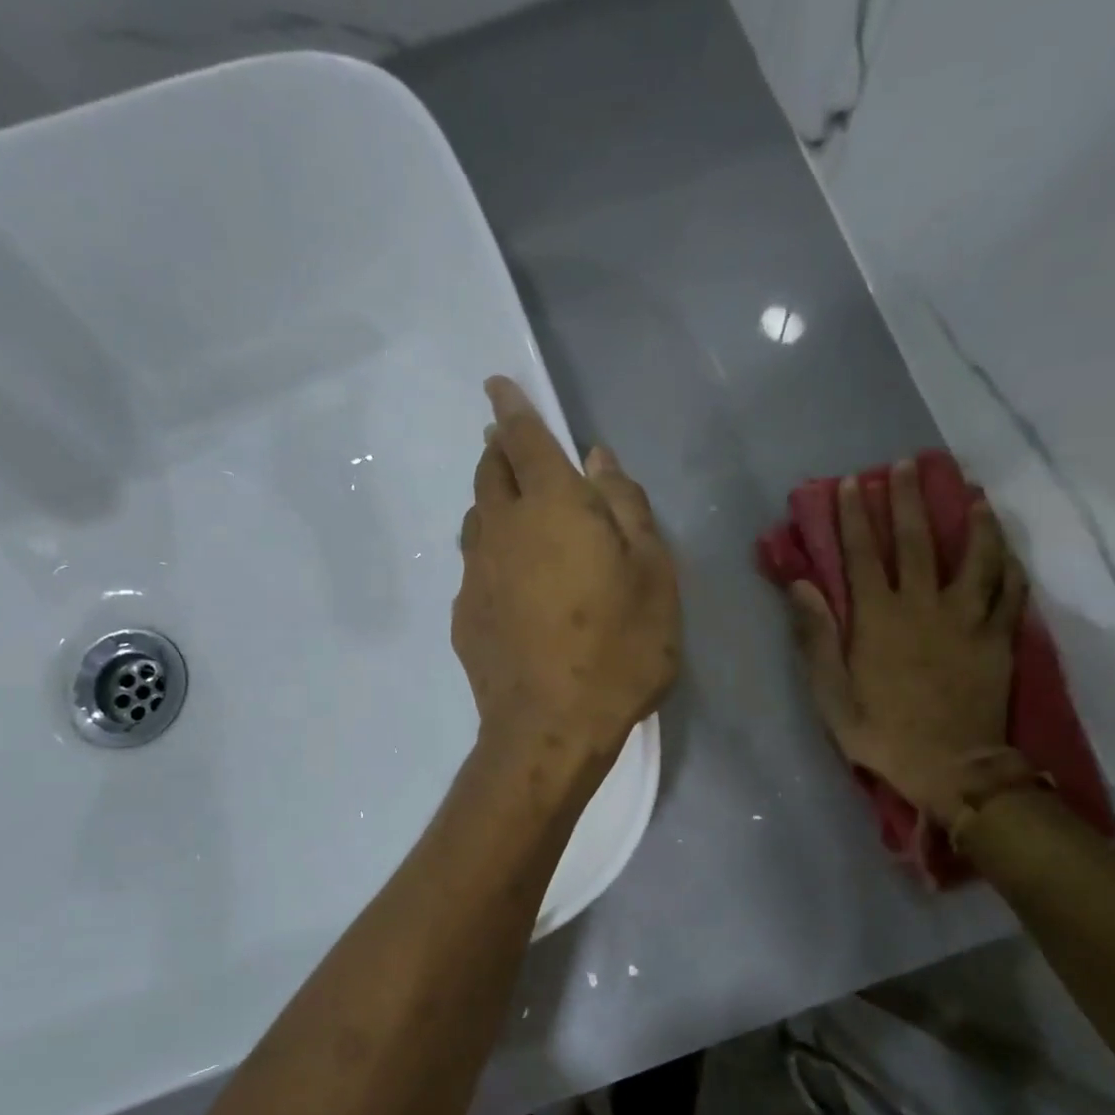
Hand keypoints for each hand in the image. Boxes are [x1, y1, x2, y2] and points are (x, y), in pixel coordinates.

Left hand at [453, 378, 680, 769]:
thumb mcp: (651, 574)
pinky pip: (474, 566)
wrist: (550, 730)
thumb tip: (597, 459)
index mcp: (551, 506)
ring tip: (510, 506)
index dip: (511, 407)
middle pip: (489, 472)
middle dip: (498, 450)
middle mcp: (501, 528)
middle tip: (508, 443)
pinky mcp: (463, 615)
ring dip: (491, 501)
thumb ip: (625, 508)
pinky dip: (490, 554)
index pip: (523, 438)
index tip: (497, 385)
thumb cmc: (618, 649)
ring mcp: (474, 574)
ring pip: (476, 518)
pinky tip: (508, 579)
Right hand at [789, 463, 1026, 824]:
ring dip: (972, 521)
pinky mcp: (998, 638)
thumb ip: (817, 637)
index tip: (853, 484)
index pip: (863, 554)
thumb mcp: (830, 693)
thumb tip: (803, 586)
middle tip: (909, 465)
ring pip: (975, 556)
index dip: (856, 517)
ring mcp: (967, 619)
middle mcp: (924, 606)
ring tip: (972, 493)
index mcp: (878, 618)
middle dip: (910, 500)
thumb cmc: (880, 732)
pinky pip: (1010, 592)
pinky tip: (1009, 548)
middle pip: (918, 541)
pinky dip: (1010, 565)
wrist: (950, 766)